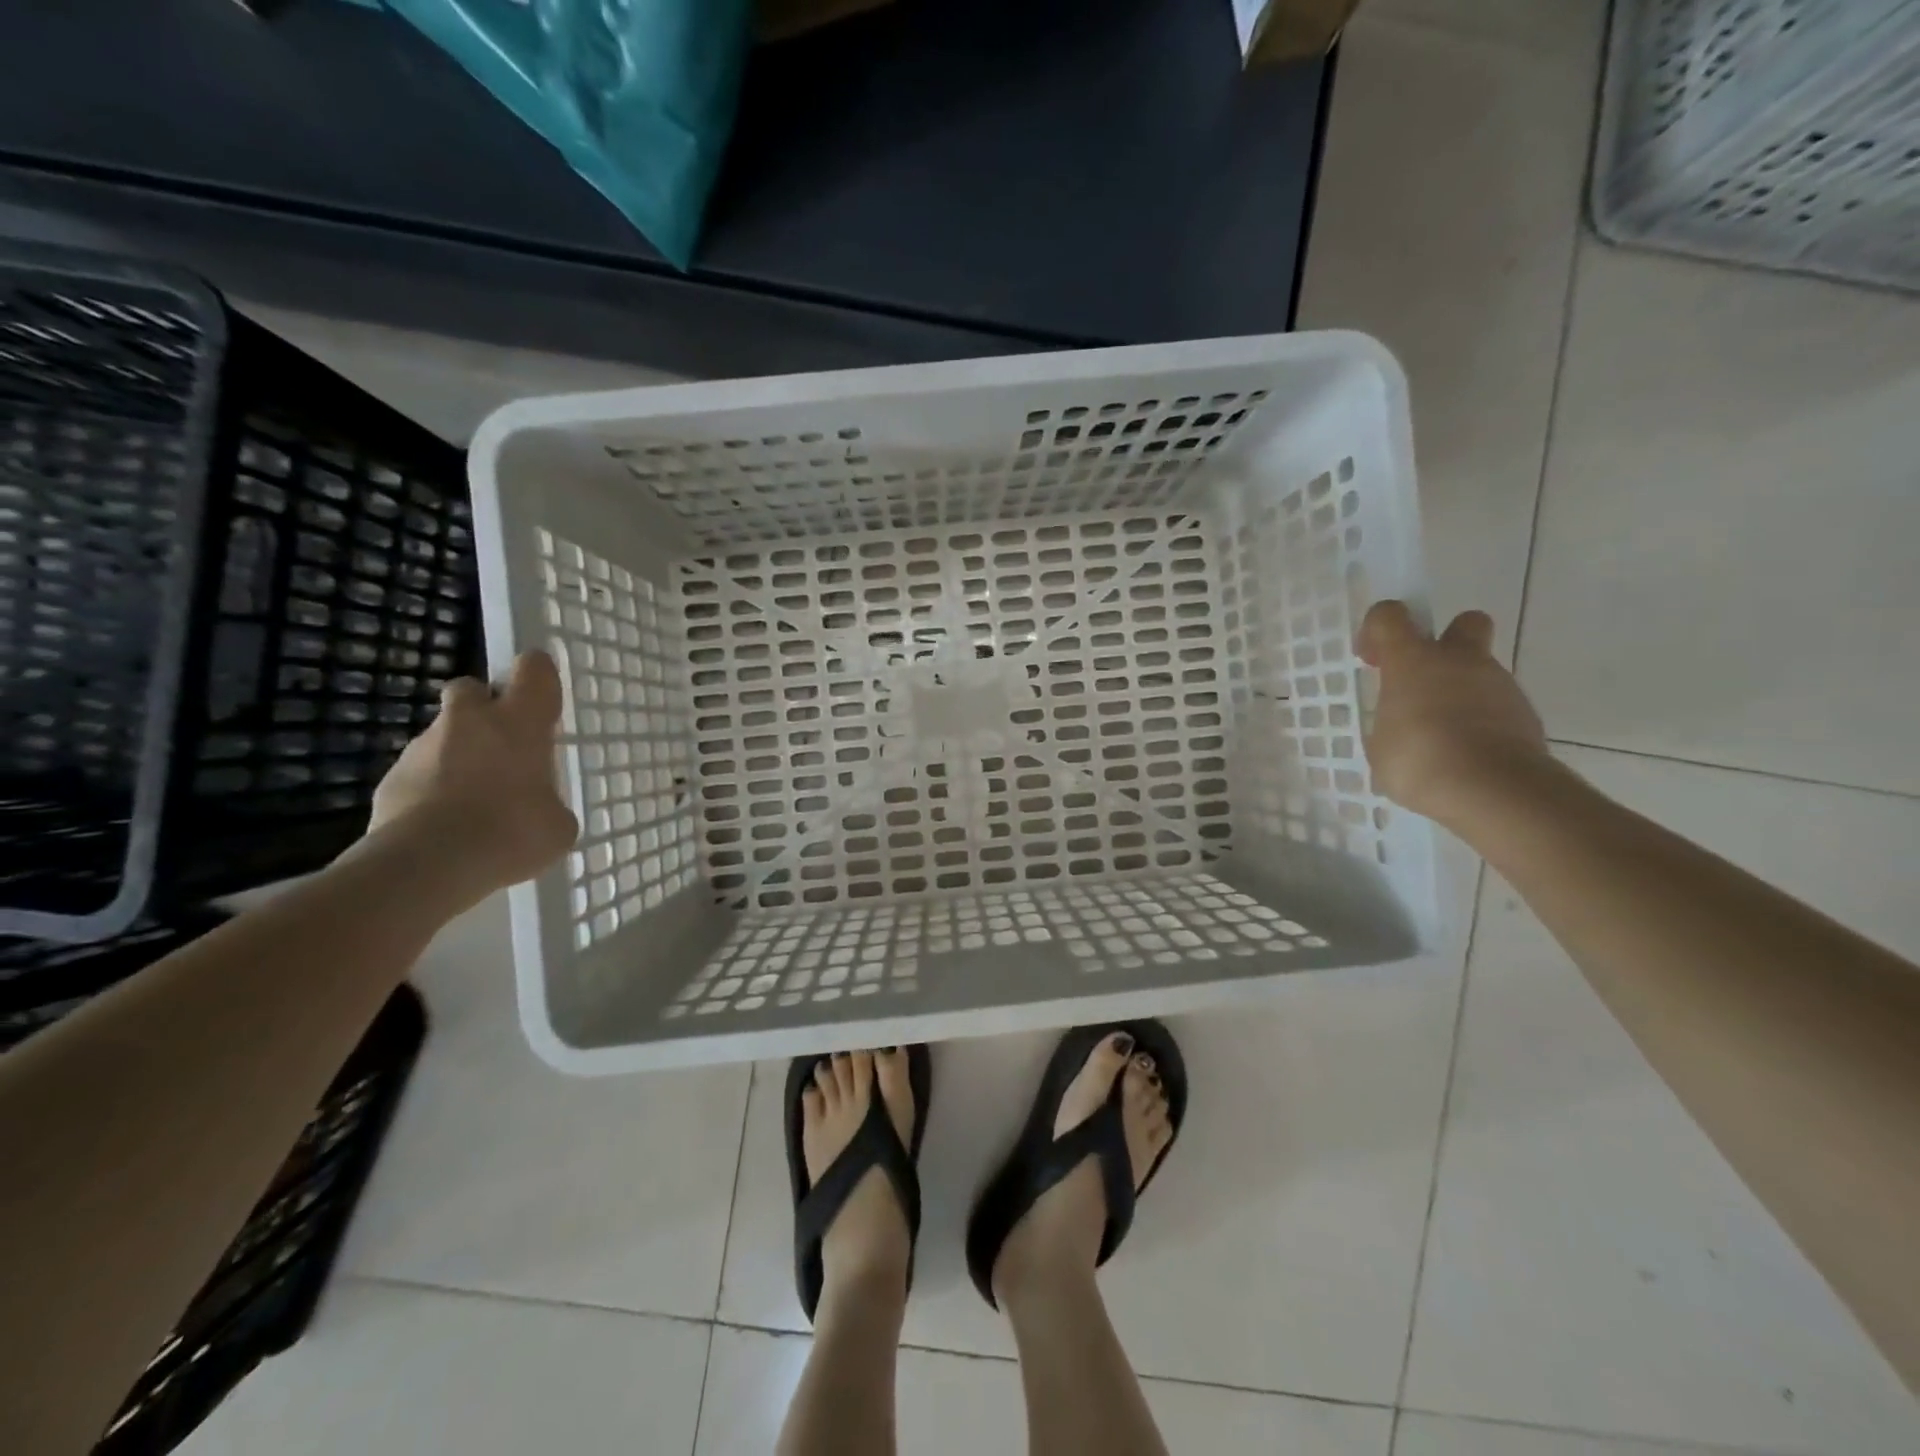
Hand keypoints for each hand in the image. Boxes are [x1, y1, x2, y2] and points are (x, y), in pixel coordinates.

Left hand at [365, 651, 578, 896]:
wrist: (428, 864)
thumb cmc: (512, 833)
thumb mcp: (558, 825)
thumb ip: (550, 804)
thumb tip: (539, 808)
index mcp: (520, 721)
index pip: (534, 669)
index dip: (539, 676)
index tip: (544, 698)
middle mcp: (470, 721)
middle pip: (472, 689)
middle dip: (484, 709)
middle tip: (501, 746)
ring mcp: (423, 747)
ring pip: (443, 736)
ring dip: (458, 757)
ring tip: (474, 804)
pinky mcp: (389, 778)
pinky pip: (419, 774)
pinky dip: (432, 791)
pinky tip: (445, 827)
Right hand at [1356, 601, 1550, 827]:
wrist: (1493, 790)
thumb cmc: (1419, 761)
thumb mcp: (1381, 744)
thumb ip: (1391, 721)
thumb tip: (1402, 723)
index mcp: (1413, 660)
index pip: (1390, 615)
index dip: (1377, 628)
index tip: (1372, 659)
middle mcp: (1459, 661)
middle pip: (1464, 622)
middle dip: (1446, 639)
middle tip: (1423, 677)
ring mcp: (1498, 685)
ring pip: (1479, 671)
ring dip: (1460, 690)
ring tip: (1440, 735)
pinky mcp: (1524, 714)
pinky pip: (1495, 706)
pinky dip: (1480, 720)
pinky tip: (1464, 753)